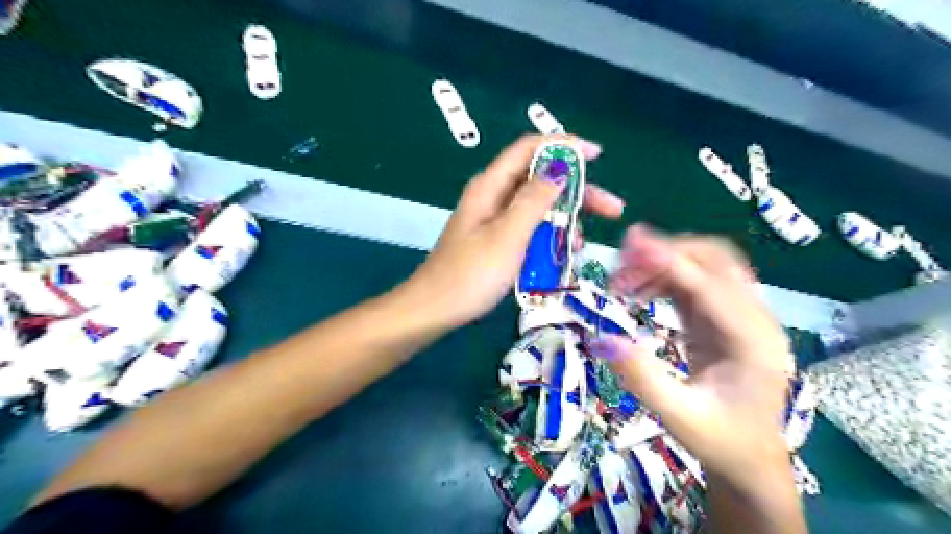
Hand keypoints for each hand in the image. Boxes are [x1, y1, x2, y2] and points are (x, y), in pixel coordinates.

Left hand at [408, 135, 625, 326]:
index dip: (564, 146)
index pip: (529, 149)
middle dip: (576, 191)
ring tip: (581, 245)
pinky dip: (547, 237)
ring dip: (563, 220)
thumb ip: (533, 201)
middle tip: (611, 210)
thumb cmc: (470, 275)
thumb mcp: (507, 236)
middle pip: (539, 180)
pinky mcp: (494, 241)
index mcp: (490, 187)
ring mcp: (492, 221)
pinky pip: (527, 230)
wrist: (433, 310)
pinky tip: (561, 255)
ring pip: (536, 208)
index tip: (597, 156)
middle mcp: (492, 197)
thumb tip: (559, 169)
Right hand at [592, 226, 792, 486]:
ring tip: (621, 282)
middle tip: (620, 265)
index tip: (631, 244)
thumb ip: (642, 377)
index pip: (711, 285)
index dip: (670, 261)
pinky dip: (664, 279)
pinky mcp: (723, 319)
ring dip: (663, 263)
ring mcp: (740, 316)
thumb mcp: (678, 416)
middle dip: (666, 253)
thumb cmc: (720, 441)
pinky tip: (639, 292)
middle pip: (716, 260)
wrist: (750, 459)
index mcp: (754, 341)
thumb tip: (601, 337)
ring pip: (704, 266)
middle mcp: (754, 319)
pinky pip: (694, 284)